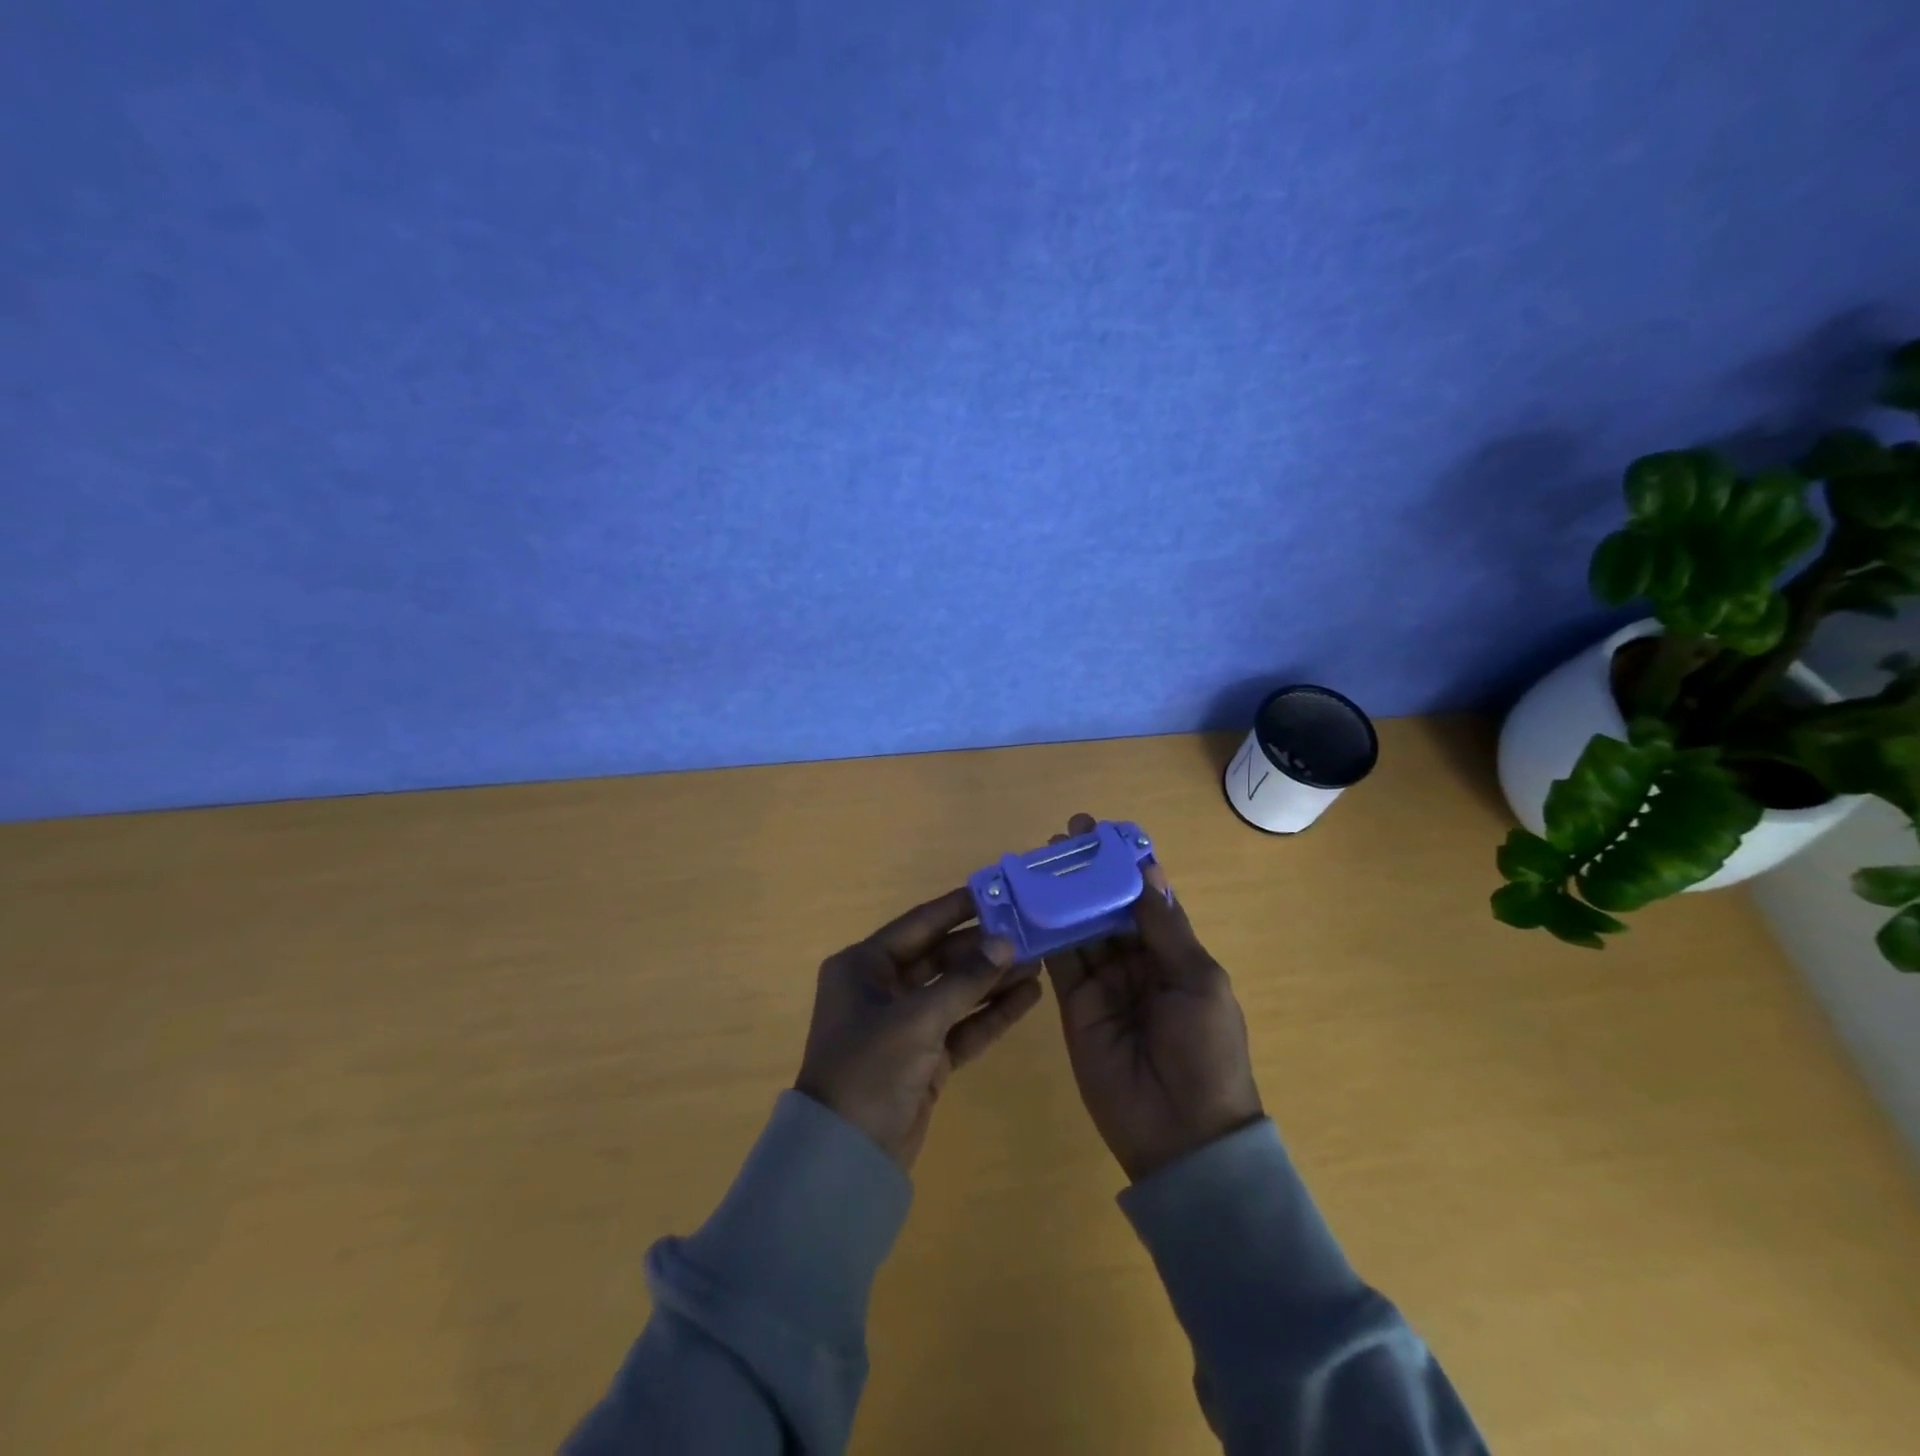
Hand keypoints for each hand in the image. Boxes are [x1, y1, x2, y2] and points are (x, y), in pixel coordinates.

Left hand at [795, 888, 1043, 1170]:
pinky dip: (991, 1015)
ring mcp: (904, 1025)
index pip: (918, 924)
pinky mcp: (923, 1058)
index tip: (997, 891)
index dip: (957, 907)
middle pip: (940, 958)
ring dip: (992, 980)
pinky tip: (1028, 998)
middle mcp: (881, 988)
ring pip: (955, 992)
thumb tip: (1005, 943)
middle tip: (1029, 932)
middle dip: (983, 949)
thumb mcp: (917, 1018)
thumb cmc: (870, 1069)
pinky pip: (961, 1026)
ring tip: (1039, 961)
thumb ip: (964, 979)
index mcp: (863, 966)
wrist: (845, 1158)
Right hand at [1044, 814, 1264, 1182]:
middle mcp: (1137, 961)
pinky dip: (1043, 933)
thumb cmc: (1205, 1050)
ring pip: (1079, 927)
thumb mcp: (1197, 981)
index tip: (1101, 830)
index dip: (1125, 863)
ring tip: (1038, 862)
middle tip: (1060, 838)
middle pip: (1107, 906)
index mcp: (1175, 952)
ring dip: (1062, 895)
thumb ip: (1165, 929)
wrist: (1182, 1134)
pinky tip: (1027, 904)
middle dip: (1086, 873)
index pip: (1145, 896)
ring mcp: (1103, 983)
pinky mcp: (1074, 1005)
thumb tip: (1147, 870)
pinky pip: (1058, 961)